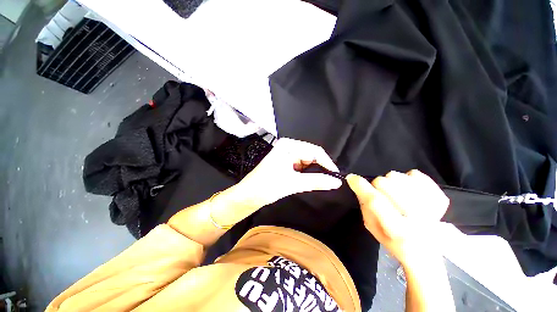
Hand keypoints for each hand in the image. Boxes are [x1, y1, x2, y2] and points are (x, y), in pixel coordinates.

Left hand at [231, 138, 342, 209]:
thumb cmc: (267, 186)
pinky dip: (306, 174)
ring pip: (307, 162)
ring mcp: (286, 155)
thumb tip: (337, 182)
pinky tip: (308, 181)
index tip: (336, 177)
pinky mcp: (285, 163)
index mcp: (289, 146)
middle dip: (320, 168)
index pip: (315, 151)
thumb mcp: (293, 183)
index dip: (327, 163)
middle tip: (329, 181)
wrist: (248, 196)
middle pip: (311, 156)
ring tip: (319, 182)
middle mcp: (288, 147)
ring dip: (313, 172)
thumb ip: (317, 181)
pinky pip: (301, 166)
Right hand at [346, 170, 448, 266]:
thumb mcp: (372, 228)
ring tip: (396, 194)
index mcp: (398, 230)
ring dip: (391, 183)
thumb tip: (357, 183)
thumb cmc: (393, 242)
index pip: (376, 201)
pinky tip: (409, 191)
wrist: (425, 253)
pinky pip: (416, 174)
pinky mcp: (440, 198)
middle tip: (381, 196)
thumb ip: (364, 205)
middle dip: (376, 186)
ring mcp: (432, 206)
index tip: (351, 178)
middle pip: (384, 183)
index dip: (361, 187)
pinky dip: (408, 179)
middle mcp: (418, 218)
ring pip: (398, 176)